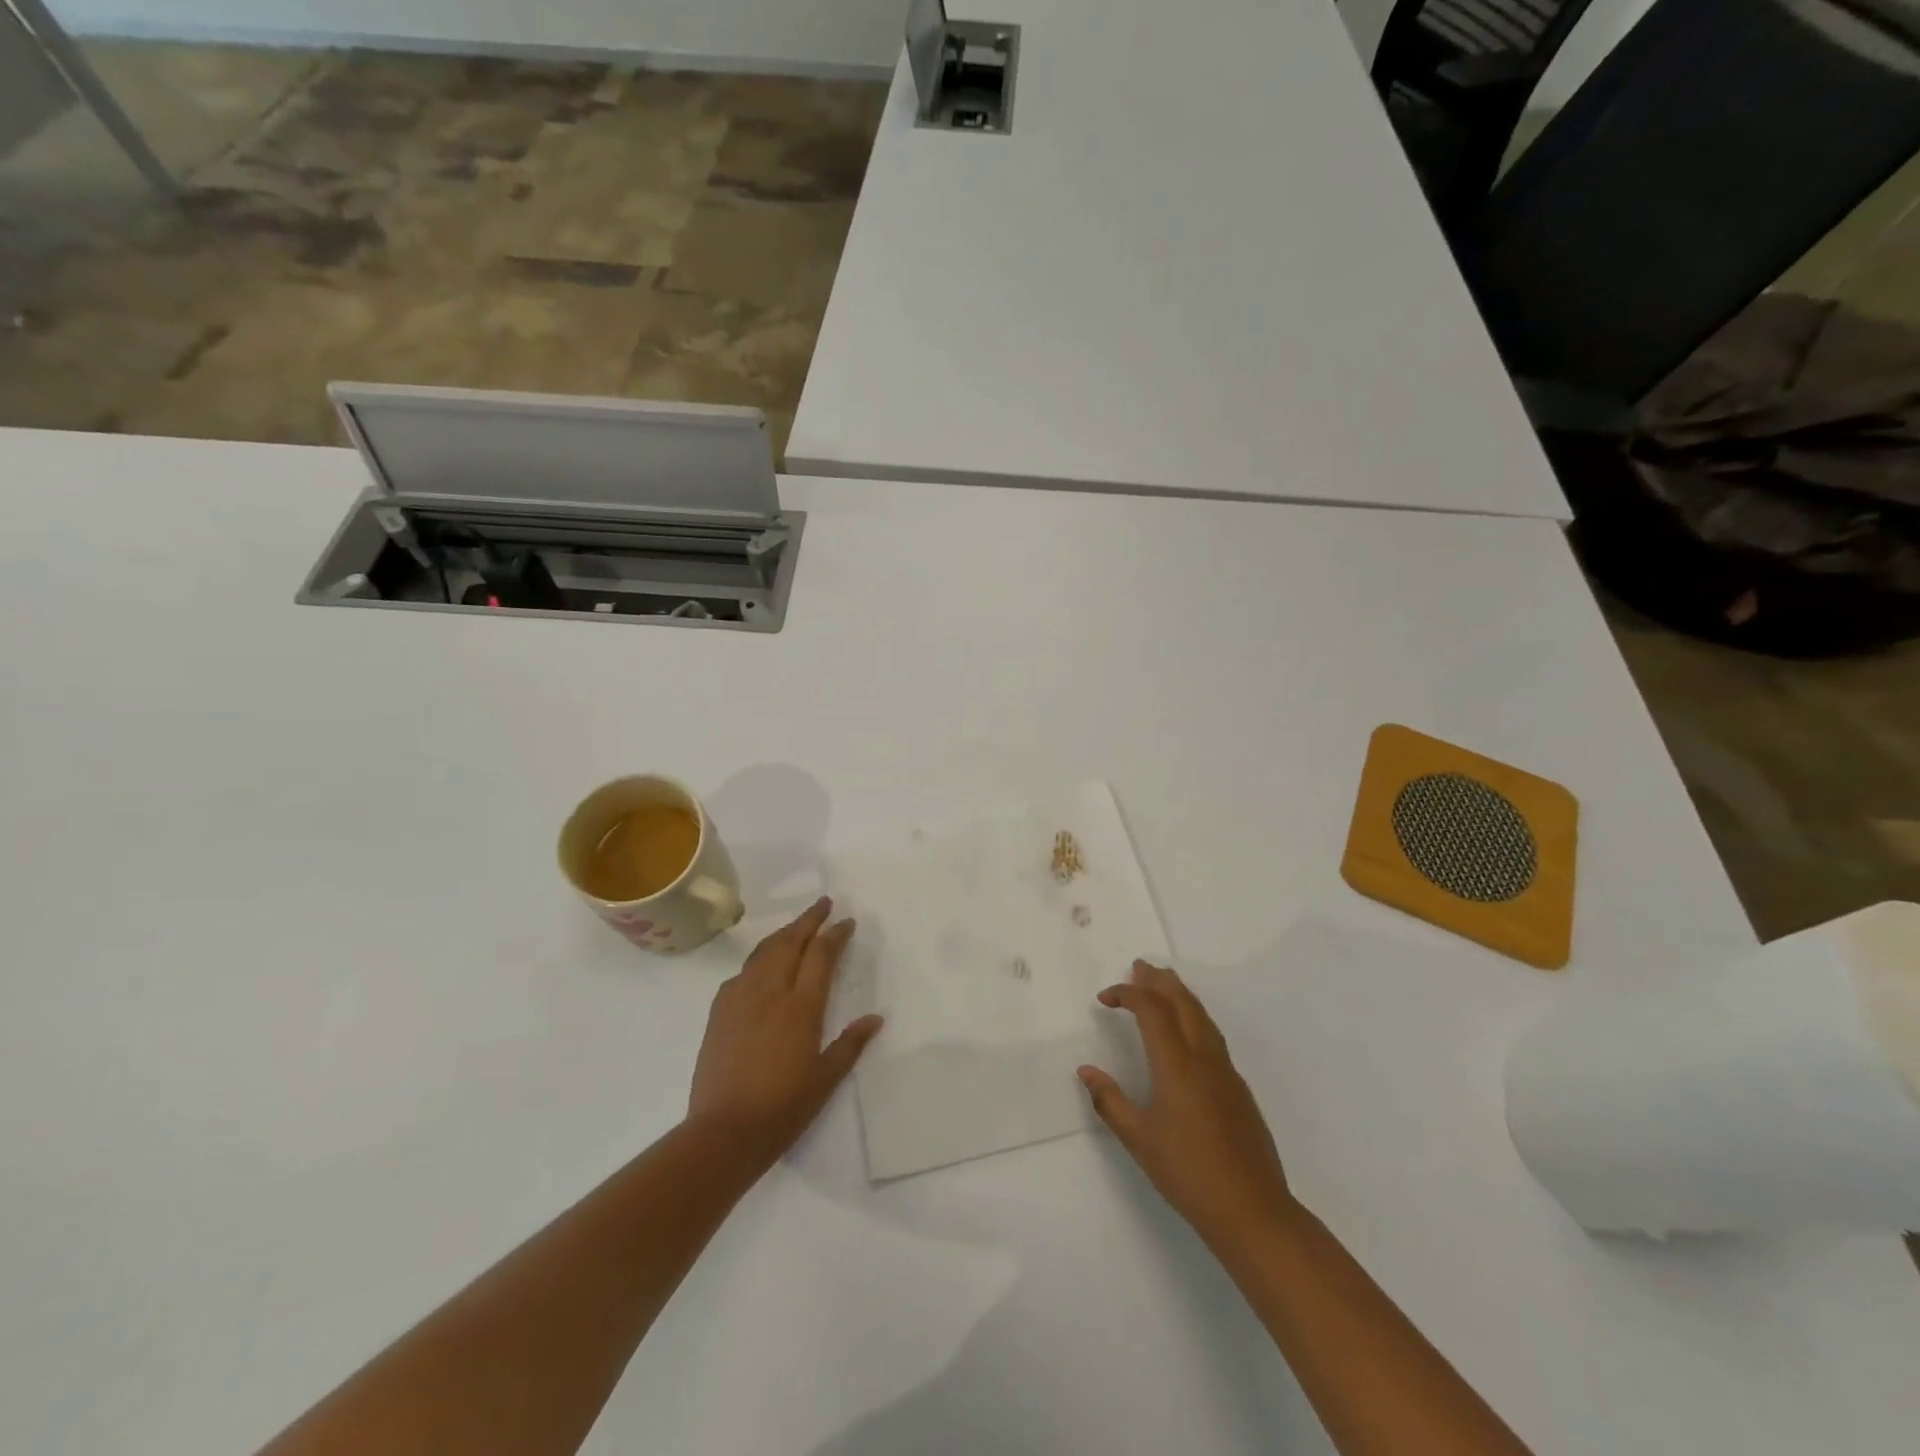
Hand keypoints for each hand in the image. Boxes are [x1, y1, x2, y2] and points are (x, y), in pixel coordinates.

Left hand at [687, 897, 883, 1171]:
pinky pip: (743, 972)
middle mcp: (771, 992)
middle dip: (809, 919)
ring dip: (784, 933)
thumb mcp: (826, 1078)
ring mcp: (741, 998)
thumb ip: (851, 1044)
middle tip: (823, 903)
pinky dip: (759, 959)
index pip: (821, 956)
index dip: (835, 934)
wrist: (723, 1131)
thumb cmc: (783, 1108)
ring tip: (797, 926)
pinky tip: (762, 965)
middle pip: (791, 942)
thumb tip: (876, 1017)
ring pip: (764, 951)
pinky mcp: (719, 1011)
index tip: (846, 921)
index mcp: (801, 1006)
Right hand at [1078, 960, 1294, 1253]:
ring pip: (1202, 1016)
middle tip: (1139, 967)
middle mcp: (1203, 1057)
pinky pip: (1212, 1035)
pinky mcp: (1238, 1088)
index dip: (1127, 994)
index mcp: (1176, 1063)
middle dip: (1159, 981)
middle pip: (1182, 1002)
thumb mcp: (1138, 1139)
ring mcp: (1226, 1071)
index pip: (1151, 1009)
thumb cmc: (1187, 1172)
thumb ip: (1110, 1101)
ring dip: (1180, 994)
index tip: (1105, 998)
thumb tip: (1086, 1071)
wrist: (1252, 1210)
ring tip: (1163, 985)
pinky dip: (1194, 1016)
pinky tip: (1187, 1031)